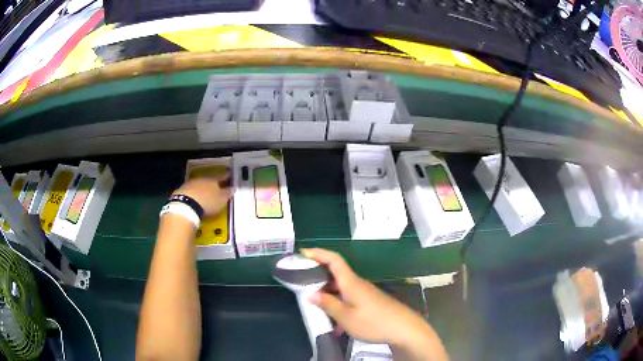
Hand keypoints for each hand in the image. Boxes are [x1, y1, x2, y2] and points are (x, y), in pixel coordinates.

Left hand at [172, 174, 231, 215]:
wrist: (186, 205)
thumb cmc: (207, 202)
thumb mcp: (221, 200)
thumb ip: (227, 193)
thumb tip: (233, 188)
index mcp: (213, 179)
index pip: (222, 176)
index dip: (226, 175)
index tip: (229, 174)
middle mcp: (202, 179)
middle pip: (209, 179)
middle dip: (212, 181)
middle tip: (216, 185)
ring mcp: (190, 183)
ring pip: (199, 183)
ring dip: (202, 187)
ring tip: (204, 193)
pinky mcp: (181, 190)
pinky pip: (190, 190)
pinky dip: (193, 193)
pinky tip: (194, 198)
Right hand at [302, 248, 448, 360]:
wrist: (404, 329)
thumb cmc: (373, 322)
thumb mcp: (346, 317)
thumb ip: (328, 304)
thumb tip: (311, 294)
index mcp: (351, 282)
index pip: (334, 260)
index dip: (318, 253)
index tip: (302, 253)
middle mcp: (357, 284)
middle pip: (335, 274)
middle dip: (318, 277)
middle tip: (301, 285)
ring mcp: (365, 293)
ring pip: (341, 289)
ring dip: (328, 296)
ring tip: (316, 309)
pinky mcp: (369, 302)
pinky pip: (349, 299)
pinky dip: (339, 306)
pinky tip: (336, 325)